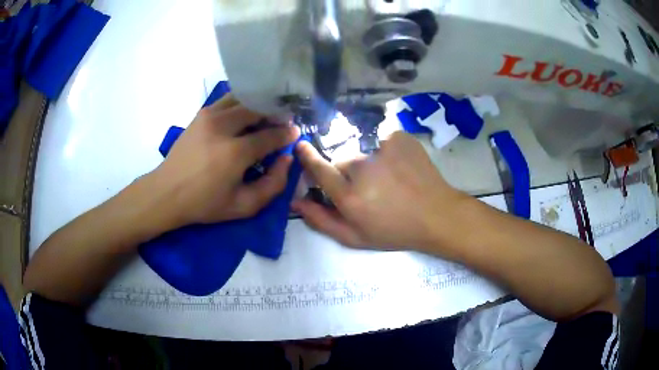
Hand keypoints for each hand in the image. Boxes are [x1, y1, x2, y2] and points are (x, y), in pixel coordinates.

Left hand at [148, 94, 299, 227]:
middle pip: (258, 109)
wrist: (167, 192)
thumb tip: (286, 159)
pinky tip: (245, 114)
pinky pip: (228, 100)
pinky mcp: (201, 114)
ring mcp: (209, 116)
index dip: (286, 133)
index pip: (270, 135)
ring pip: (243, 99)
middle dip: (274, 114)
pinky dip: (241, 103)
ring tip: (264, 116)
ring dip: (258, 106)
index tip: (295, 132)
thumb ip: (273, 185)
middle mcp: (223, 127)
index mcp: (235, 152)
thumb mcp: (244, 206)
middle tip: (281, 122)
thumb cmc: (205, 203)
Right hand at [292, 131, 468, 251]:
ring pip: (360, 148)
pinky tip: (398, 165)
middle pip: (341, 159)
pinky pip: (379, 138)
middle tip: (365, 186)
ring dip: (365, 160)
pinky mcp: (398, 137)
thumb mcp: (355, 238)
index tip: (301, 146)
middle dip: (345, 170)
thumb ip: (321, 220)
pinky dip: (384, 149)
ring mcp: (382, 148)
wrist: (436, 215)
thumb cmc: (395, 231)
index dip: (308, 157)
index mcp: (350, 197)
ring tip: (385, 176)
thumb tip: (296, 201)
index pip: (319, 169)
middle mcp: (363, 168)